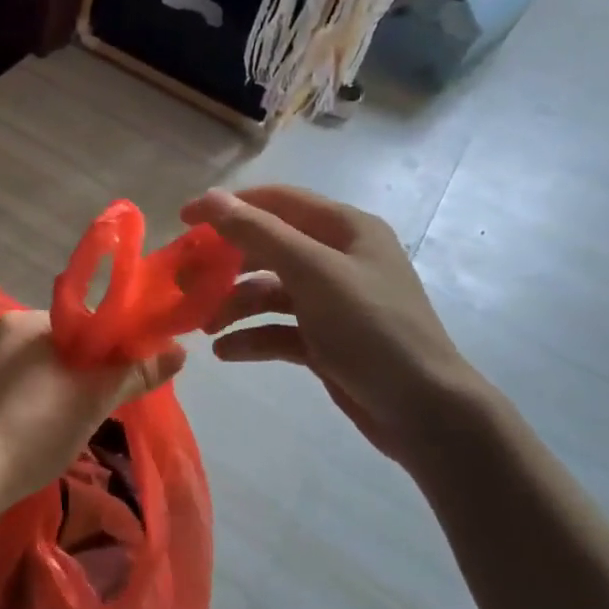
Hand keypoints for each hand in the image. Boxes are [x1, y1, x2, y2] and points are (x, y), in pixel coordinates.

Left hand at [0, 310, 186, 520]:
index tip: (122, 374)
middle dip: (81, 368)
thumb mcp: (94, 400)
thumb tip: (179, 351)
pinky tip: (38, 426)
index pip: (81, 323)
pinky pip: (12, 386)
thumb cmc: (36, 427)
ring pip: (35, 366)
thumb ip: (135, 372)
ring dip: (56, 384)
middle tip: (99, 401)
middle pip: (58, 344)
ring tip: (71, 418)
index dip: (107, 347)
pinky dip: (31, 399)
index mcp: (25, 321)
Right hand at [179, 185, 490, 472]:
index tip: (184, 220)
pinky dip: (253, 337)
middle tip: (187, 281)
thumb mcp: (313, 273)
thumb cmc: (371, 329)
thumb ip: (259, 234)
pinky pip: (279, 329)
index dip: (229, 206)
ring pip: (270, 291)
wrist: (424, 411)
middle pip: (269, 248)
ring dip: (235, 305)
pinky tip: (227, 352)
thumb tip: (209, 198)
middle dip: (227, 263)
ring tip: (205, 327)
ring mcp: (332, 302)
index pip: (277, 202)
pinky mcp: (326, 340)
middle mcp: (338, 258)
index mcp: (345, 229)